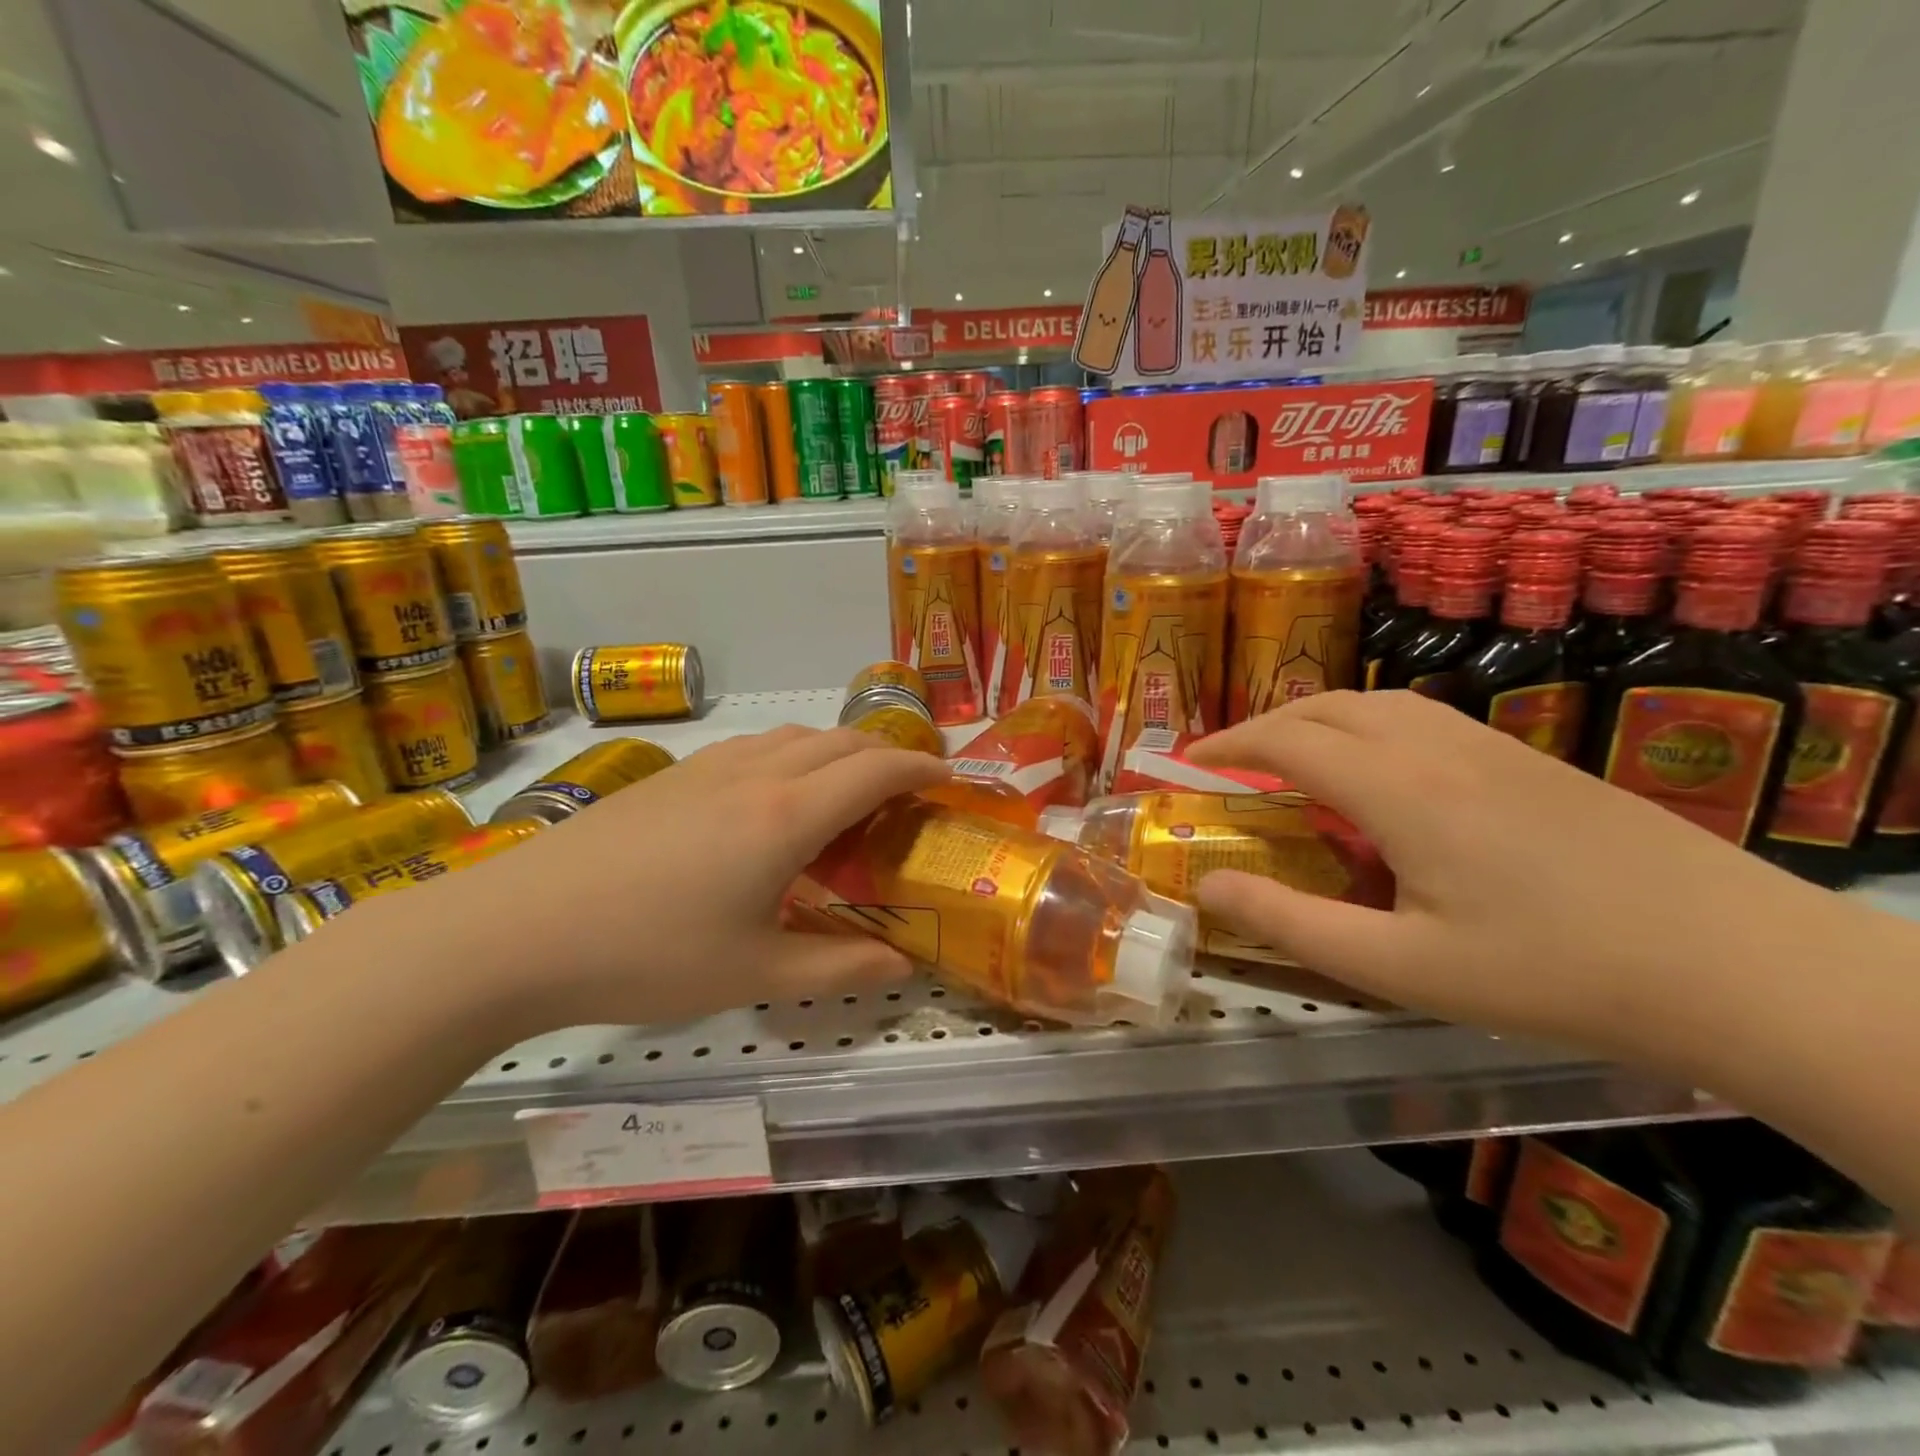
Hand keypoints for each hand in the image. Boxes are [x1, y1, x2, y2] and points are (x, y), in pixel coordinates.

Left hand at [339, 726, 950, 1034]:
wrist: (515, 930)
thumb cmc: (645, 956)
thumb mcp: (753, 975)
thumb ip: (838, 966)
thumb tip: (902, 966)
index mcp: (785, 817)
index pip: (875, 770)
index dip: (921, 767)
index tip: (951, 778)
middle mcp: (756, 775)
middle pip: (841, 740)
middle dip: (888, 753)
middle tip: (910, 788)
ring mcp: (709, 768)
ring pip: (796, 735)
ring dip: (839, 750)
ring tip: (850, 790)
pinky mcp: (672, 775)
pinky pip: (757, 746)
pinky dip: (794, 755)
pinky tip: (775, 796)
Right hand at [1187, 690, 1846, 1062]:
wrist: (1737, 963)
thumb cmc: (1552, 972)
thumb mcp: (1401, 966)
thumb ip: (1293, 921)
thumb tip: (1209, 885)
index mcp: (1398, 789)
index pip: (1286, 740)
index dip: (1228, 745)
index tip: (1187, 762)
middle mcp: (1436, 747)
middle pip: (1326, 707)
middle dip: (1263, 725)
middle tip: (1228, 764)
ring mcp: (1489, 746)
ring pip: (1375, 703)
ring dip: (1316, 719)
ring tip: (1290, 761)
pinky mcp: (1527, 759)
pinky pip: (1420, 717)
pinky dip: (1366, 726)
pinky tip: (1377, 773)